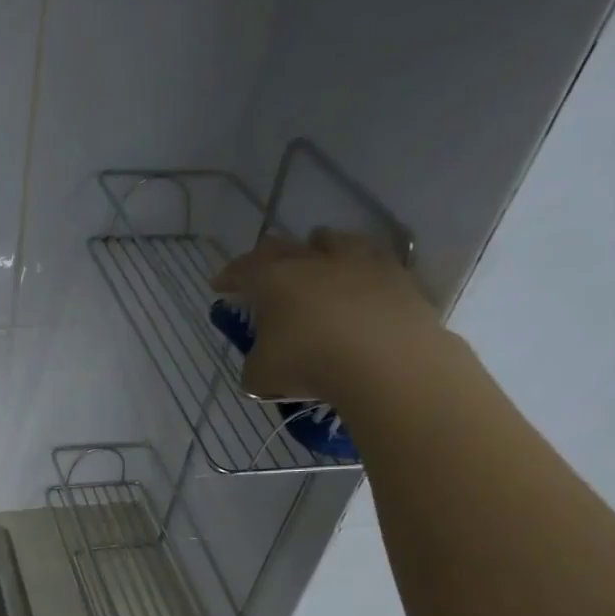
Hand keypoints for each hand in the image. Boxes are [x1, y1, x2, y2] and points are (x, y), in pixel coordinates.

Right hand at [211, 229, 439, 399]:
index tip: (219, 285)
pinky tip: (356, 286)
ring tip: (313, 265)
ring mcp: (358, 261)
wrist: (387, 362)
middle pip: (282, 247)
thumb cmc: (310, 363)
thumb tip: (261, 361)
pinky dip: (356, 270)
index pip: (242, 270)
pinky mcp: (395, 274)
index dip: (228, 277)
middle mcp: (312, 259)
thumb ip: (253, 363)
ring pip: (330, 240)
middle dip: (266, 258)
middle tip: (260, 272)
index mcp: (273, 279)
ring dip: (315, 250)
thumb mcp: (260, 375)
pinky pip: (369, 261)